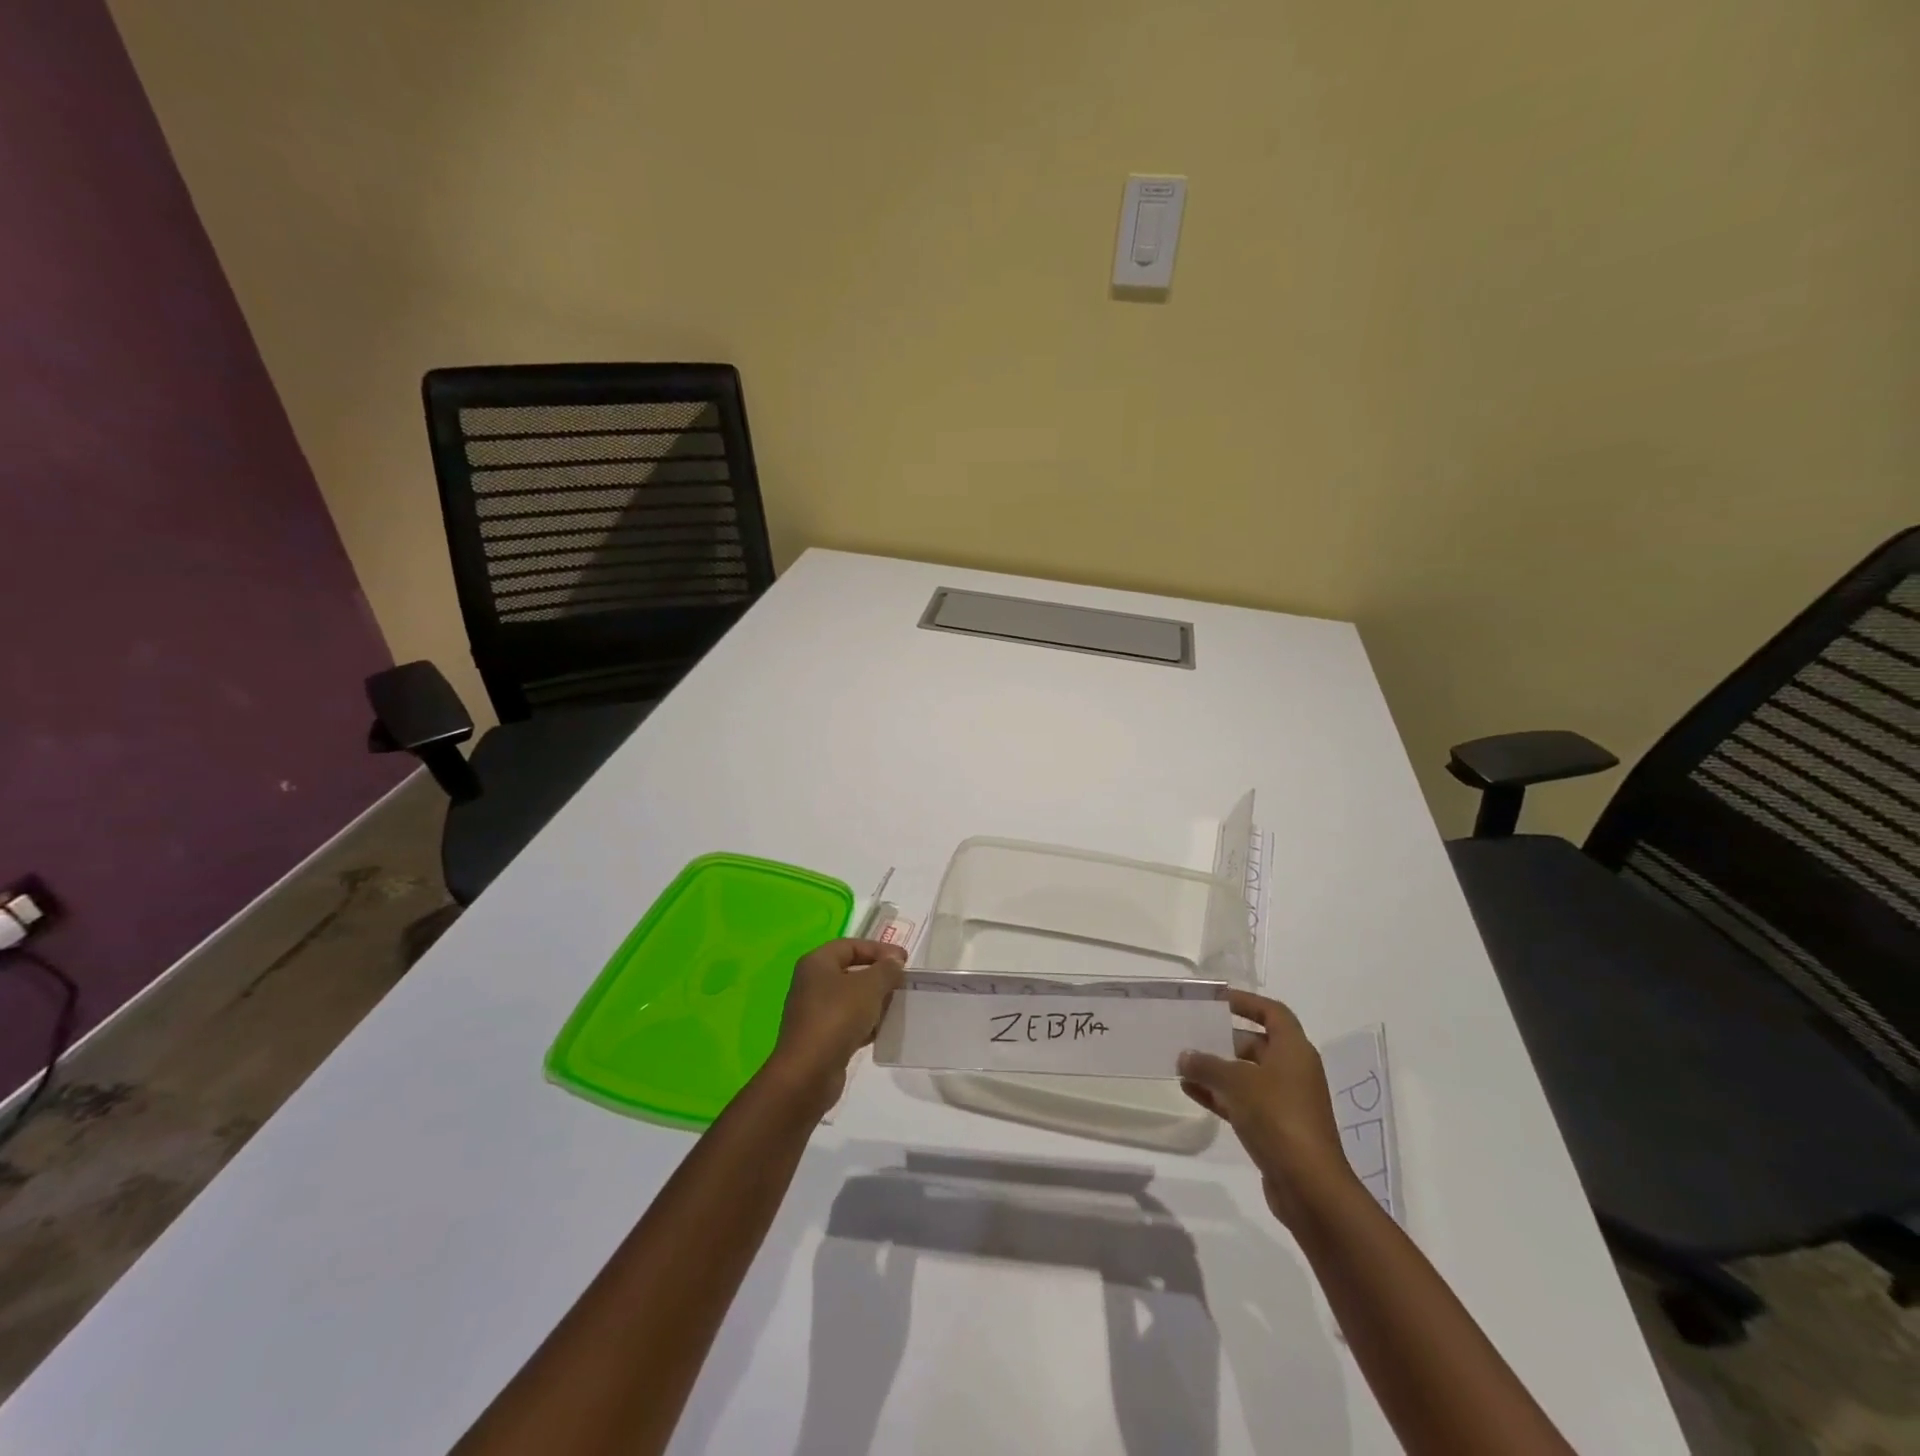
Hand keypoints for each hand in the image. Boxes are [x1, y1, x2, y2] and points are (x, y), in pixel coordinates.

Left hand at [761, 938, 905, 1109]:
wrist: (808, 1073)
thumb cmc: (837, 1017)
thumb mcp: (869, 986)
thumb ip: (886, 969)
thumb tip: (894, 961)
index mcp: (817, 963)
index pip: (851, 945)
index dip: (879, 949)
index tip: (904, 961)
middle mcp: (812, 983)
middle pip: (851, 971)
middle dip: (878, 976)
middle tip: (902, 984)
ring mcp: (814, 1011)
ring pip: (851, 998)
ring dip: (874, 1001)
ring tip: (897, 1007)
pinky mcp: (820, 1037)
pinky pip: (847, 1022)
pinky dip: (865, 1023)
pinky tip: (881, 1031)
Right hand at [1178, 989, 1359, 1227]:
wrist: (1309, 1187)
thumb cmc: (1278, 1117)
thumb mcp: (1237, 1082)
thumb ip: (1207, 1065)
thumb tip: (1185, 1056)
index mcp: (1294, 1051)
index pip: (1272, 1013)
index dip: (1246, 1002)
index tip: (1217, 1000)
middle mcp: (1293, 1071)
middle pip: (1256, 1044)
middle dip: (1224, 1039)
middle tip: (1192, 1034)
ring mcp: (1285, 1102)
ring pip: (1247, 1075)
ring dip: (1217, 1070)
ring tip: (1183, 1064)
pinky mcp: (1275, 1129)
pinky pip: (1243, 1101)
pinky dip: (1219, 1095)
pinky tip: (1189, 1091)